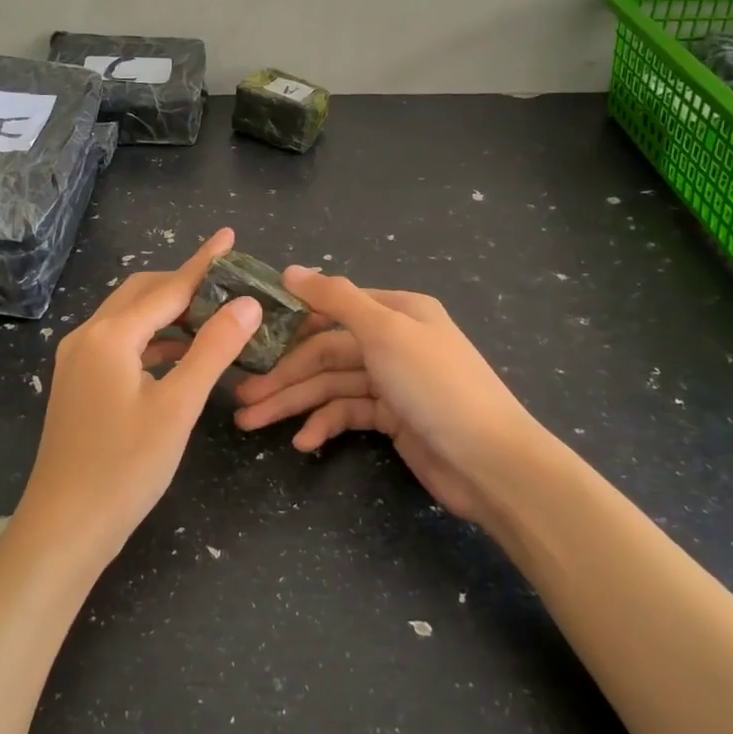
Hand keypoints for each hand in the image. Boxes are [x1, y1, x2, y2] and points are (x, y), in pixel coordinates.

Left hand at [17, 229, 260, 565]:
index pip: (167, 287)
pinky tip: (180, 353)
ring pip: (129, 319)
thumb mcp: (177, 407)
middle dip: (184, 284)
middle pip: (142, 294)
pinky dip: (153, 340)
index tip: (229, 237)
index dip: (203, 263)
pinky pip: (121, 344)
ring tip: (213, 316)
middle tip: (228, 284)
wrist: (64, 527)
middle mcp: (88, 337)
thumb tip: (247, 303)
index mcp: (110, 335)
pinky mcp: (79, 383)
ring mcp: (78, 361)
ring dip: (169, 313)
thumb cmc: (124, 468)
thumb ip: (212, 350)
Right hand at [232, 269, 541, 528]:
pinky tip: (303, 442)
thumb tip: (290, 270)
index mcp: (397, 310)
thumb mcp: (385, 331)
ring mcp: (393, 381)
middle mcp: (393, 340)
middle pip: (326, 352)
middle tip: (241, 397)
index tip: (249, 338)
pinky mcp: (392, 419)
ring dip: (293, 403)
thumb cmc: (436, 386)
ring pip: (331, 385)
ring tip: (251, 421)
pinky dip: (324, 425)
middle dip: (284, 375)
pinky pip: (348, 413)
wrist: (491, 463)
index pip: (332, 308)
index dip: (290, 323)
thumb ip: (336, 299)